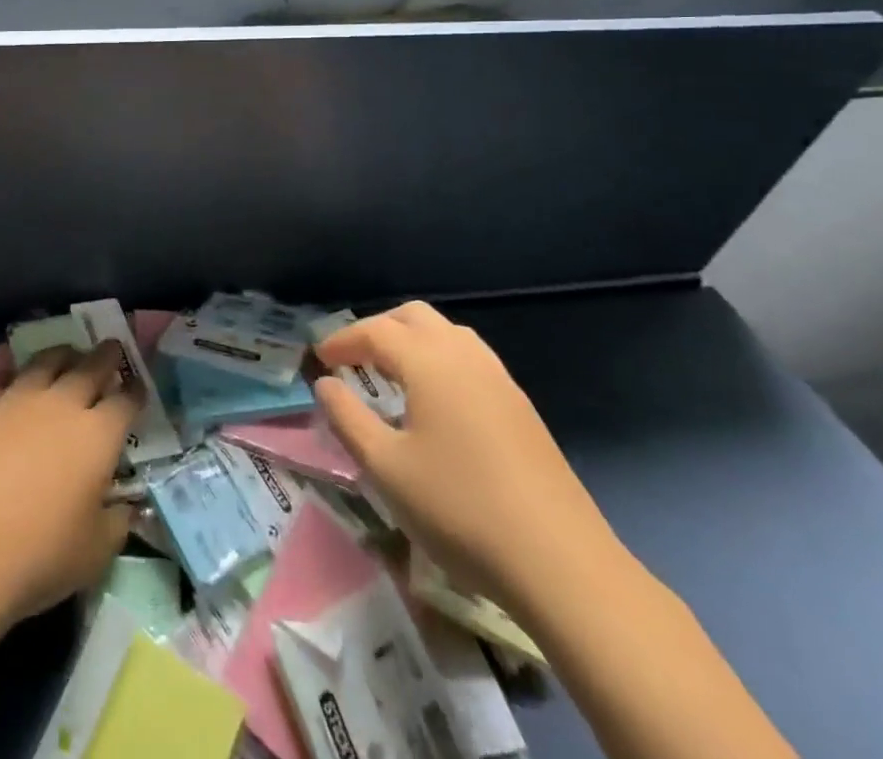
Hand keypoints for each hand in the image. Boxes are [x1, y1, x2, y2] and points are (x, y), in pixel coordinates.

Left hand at [0, 343, 140, 627]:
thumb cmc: (38, 557)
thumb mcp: (96, 553)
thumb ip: (117, 521)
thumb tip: (123, 505)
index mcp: (98, 434)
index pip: (126, 399)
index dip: (136, 391)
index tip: (138, 387)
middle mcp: (61, 403)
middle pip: (91, 365)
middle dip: (106, 355)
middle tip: (111, 348)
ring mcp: (17, 397)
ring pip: (47, 361)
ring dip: (63, 356)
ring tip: (67, 357)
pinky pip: (3, 379)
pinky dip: (15, 380)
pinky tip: (13, 389)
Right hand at [315, 301, 625, 619]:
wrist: (563, 565)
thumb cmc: (460, 510)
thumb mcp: (386, 468)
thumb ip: (348, 418)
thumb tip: (326, 384)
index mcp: (429, 362)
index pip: (375, 331)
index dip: (341, 340)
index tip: (319, 360)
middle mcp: (465, 356)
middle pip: (414, 317)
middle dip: (378, 329)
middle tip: (353, 360)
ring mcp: (499, 380)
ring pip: (447, 334)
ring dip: (412, 342)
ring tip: (391, 377)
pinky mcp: (521, 408)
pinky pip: (470, 359)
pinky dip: (440, 361)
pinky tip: (435, 405)